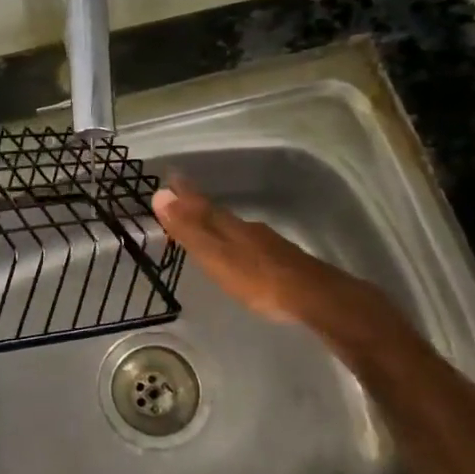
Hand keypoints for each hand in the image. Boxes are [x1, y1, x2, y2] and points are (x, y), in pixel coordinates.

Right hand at [150, 177, 407, 353]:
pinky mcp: (284, 262)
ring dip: (220, 225)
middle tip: (184, 201)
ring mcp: (269, 245)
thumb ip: (189, 229)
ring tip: (208, 227)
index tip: (170, 176)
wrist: (314, 297)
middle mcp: (249, 229)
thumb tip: (160, 194)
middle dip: (200, 208)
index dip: (185, 194)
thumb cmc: (257, 278)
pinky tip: (241, 254)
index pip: (201, 204)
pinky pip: (252, 244)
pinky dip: (238, 243)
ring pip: (237, 229)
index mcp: (229, 226)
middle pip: (219, 215)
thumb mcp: (215, 255)